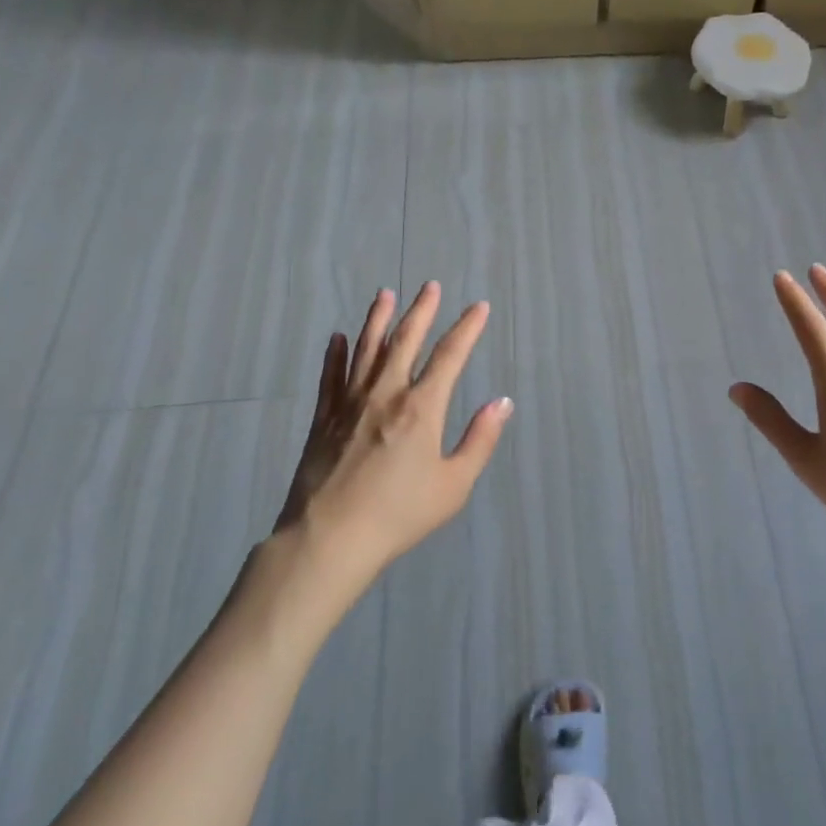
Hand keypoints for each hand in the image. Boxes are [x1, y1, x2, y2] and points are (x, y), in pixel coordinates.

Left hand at [274, 282, 510, 585]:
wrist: (329, 539)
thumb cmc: (399, 515)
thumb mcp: (453, 485)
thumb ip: (480, 440)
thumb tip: (502, 402)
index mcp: (421, 408)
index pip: (450, 356)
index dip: (467, 328)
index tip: (479, 307)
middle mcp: (386, 394)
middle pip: (406, 340)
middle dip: (422, 310)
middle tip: (430, 286)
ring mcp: (350, 403)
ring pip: (367, 349)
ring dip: (378, 319)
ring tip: (385, 294)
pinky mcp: (323, 418)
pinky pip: (331, 377)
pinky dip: (335, 355)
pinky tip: (337, 338)